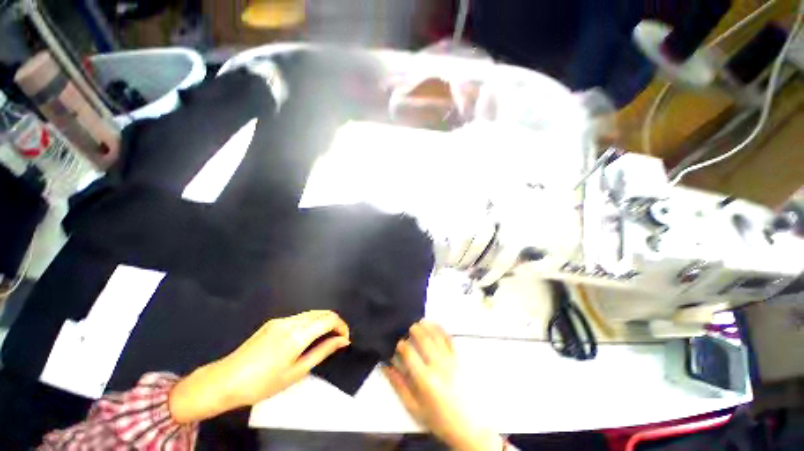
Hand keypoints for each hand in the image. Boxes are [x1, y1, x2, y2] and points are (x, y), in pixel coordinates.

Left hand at [169, 311, 349, 422]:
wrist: (226, 380)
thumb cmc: (263, 383)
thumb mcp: (297, 372)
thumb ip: (323, 352)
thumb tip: (342, 341)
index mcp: (298, 335)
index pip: (330, 319)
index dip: (342, 326)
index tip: (345, 339)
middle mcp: (292, 321)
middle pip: (322, 312)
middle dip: (335, 322)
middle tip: (337, 339)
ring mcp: (281, 320)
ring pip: (312, 313)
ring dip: (323, 322)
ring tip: (324, 339)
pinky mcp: (274, 322)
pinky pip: (300, 317)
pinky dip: (311, 323)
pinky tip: (306, 338)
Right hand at [383, 322, 503, 450]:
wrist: (470, 426)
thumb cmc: (439, 419)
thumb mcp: (415, 408)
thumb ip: (399, 386)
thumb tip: (386, 367)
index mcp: (425, 379)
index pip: (409, 353)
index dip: (401, 345)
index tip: (397, 344)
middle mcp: (438, 365)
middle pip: (424, 339)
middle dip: (414, 330)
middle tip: (407, 327)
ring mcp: (450, 359)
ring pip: (436, 335)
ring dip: (427, 325)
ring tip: (419, 322)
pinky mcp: (459, 358)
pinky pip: (449, 338)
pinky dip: (441, 329)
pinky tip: (435, 325)